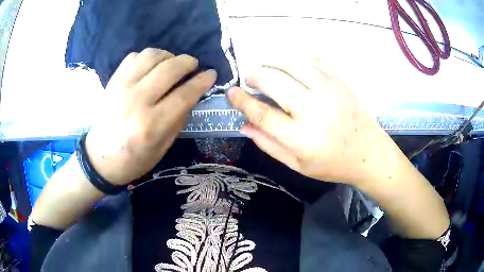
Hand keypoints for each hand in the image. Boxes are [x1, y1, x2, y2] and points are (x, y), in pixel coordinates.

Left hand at [85, 48, 216, 184]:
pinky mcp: (112, 81)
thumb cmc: (132, 160)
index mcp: (150, 125)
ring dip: (168, 55)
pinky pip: (134, 56)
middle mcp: (135, 101)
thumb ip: (179, 120)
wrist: (99, 159)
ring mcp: (121, 87)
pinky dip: (148, 57)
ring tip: (172, 64)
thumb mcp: (162, 149)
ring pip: (151, 55)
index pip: (183, 95)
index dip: (202, 81)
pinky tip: (151, 67)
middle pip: (169, 69)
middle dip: (188, 62)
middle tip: (194, 65)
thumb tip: (192, 95)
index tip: (212, 74)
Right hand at [228, 58, 388, 185]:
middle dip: (254, 75)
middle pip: (274, 82)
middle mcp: (313, 109)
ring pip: (292, 64)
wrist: (369, 153)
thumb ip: (269, 146)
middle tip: (248, 76)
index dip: (242, 101)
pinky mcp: (340, 81)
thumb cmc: (333, 164)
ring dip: (272, 60)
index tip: (231, 92)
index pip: (262, 114)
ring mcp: (329, 91)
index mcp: (300, 137)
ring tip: (264, 64)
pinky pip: (314, 60)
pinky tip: (291, 64)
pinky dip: (297, 58)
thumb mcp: (298, 165)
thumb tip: (244, 126)